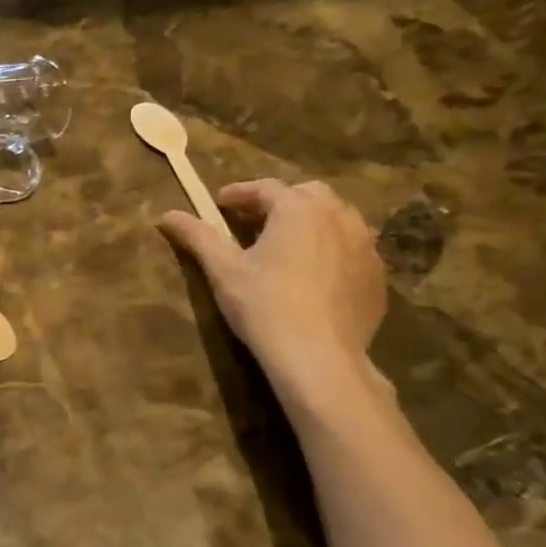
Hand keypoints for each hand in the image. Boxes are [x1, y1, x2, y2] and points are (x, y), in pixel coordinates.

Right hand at [160, 179, 386, 389]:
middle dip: (279, 202)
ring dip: (310, 222)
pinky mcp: (377, 276)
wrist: (319, 358)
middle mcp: (338, 217)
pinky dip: (332, 249)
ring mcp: (365, 246)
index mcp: (298, 209)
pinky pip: (352, 249)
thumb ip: (198, 236)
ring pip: (336, 218)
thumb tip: (168, 215)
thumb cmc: (264, 306)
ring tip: (286, 245)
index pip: (265, 188)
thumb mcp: (223, 270)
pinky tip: (315, 274)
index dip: (239, 194)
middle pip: (307, 195)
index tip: (219, 205)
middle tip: (254, 223)